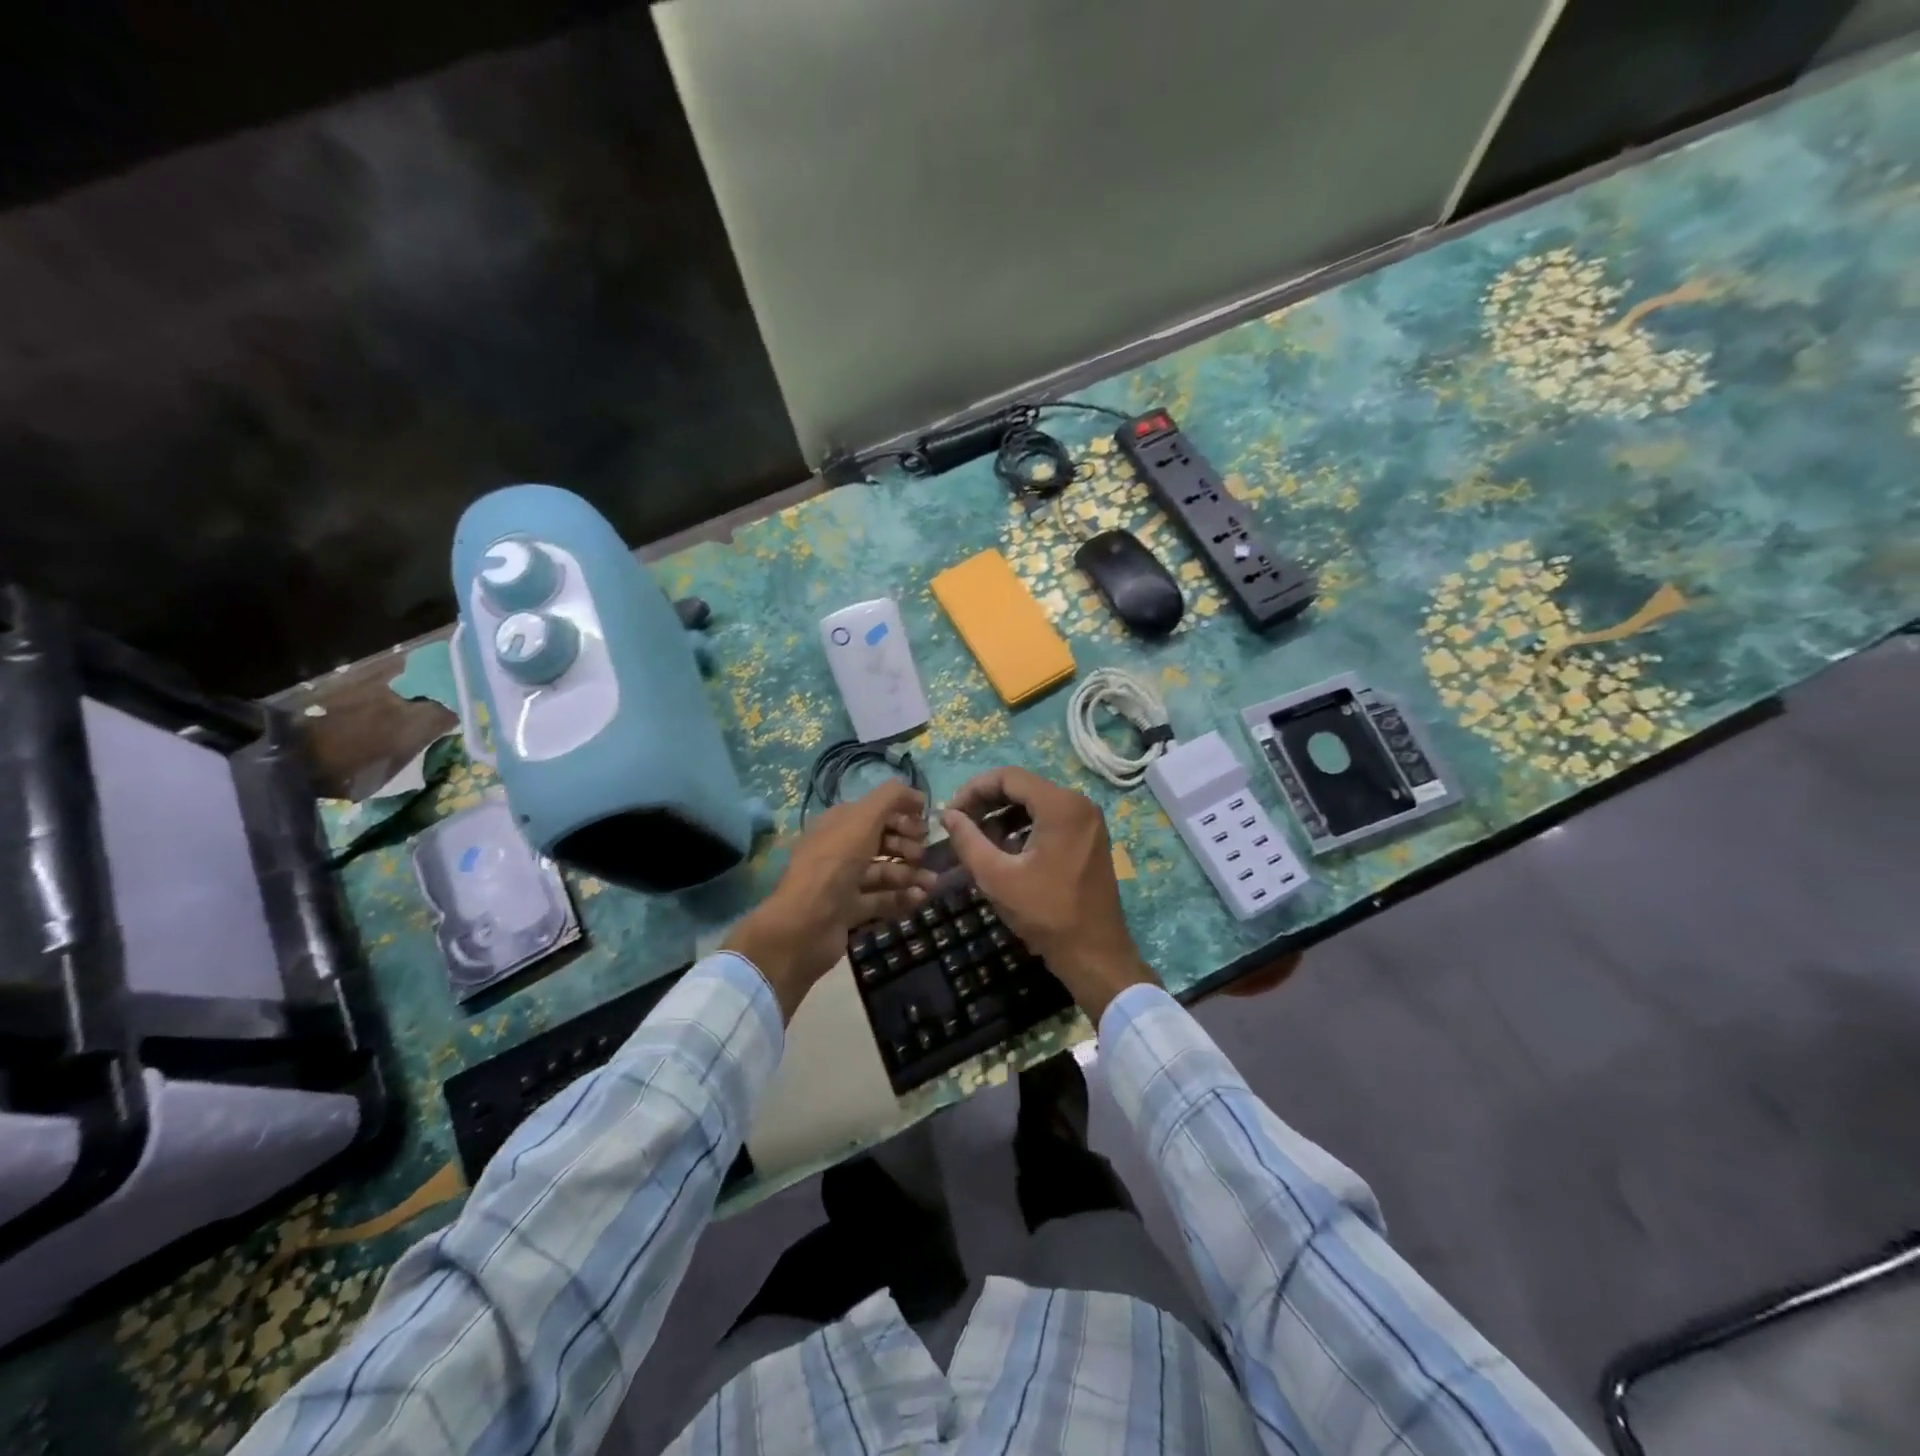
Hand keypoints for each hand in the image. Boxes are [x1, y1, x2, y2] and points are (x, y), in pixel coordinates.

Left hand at [724, 780, 936, 1019]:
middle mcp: (839, 849)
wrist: (805, 924)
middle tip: (923, 854)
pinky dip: (902, 897)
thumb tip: (915, 793)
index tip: (925, 823)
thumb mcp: (863, 819)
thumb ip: (891, 798)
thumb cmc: (835, 864)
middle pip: (881, 841)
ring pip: (884, 871)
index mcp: (838, 823)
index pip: (875, 811)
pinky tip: (920, 897)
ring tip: (931, 882)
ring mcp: (843, 882)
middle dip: (907, 844)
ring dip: (910, 873)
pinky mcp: (849, 911)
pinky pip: (881, 899)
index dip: (901, 814)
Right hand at [940, 767, 1156, 1022]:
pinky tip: (1003, 852)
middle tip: (959, 827)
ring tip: (976, 843)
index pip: (1008, 777)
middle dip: (986, 804)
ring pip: (1034, 804)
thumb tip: (947, 815)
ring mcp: (1087, 821)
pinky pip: (1049, 820)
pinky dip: (1022, 829)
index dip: (973, 789)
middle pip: (1022, 788)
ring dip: (1002, 817)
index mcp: (1061, 805)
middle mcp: (1079, 803)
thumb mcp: (996, 876)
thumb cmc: (1046, 913)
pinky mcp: (1088, 838)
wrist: (1095, 954)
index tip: (951, 813)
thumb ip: (968, 840)